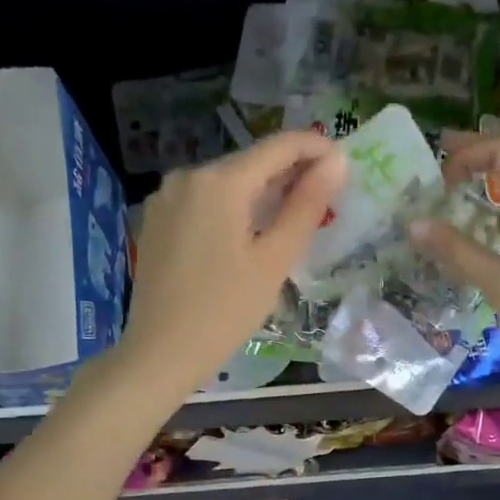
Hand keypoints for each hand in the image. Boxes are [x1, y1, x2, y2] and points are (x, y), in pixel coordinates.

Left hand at [117, 131, 347, 398]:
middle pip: (250, 162)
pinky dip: (231, 207)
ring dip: (260, 191)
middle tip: (324, 197)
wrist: (161, 352)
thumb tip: (336, 161)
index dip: (315, 148)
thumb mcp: (274, 259)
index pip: (278, 147)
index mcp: (220, 182)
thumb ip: (306, 205)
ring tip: (291, 216)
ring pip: (226, 182)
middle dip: (288, 173)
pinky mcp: (156, 219)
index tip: (343, 163)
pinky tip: (247, 232)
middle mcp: (188, 176)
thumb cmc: (225, 310)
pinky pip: (203, 200)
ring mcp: (166, 196)